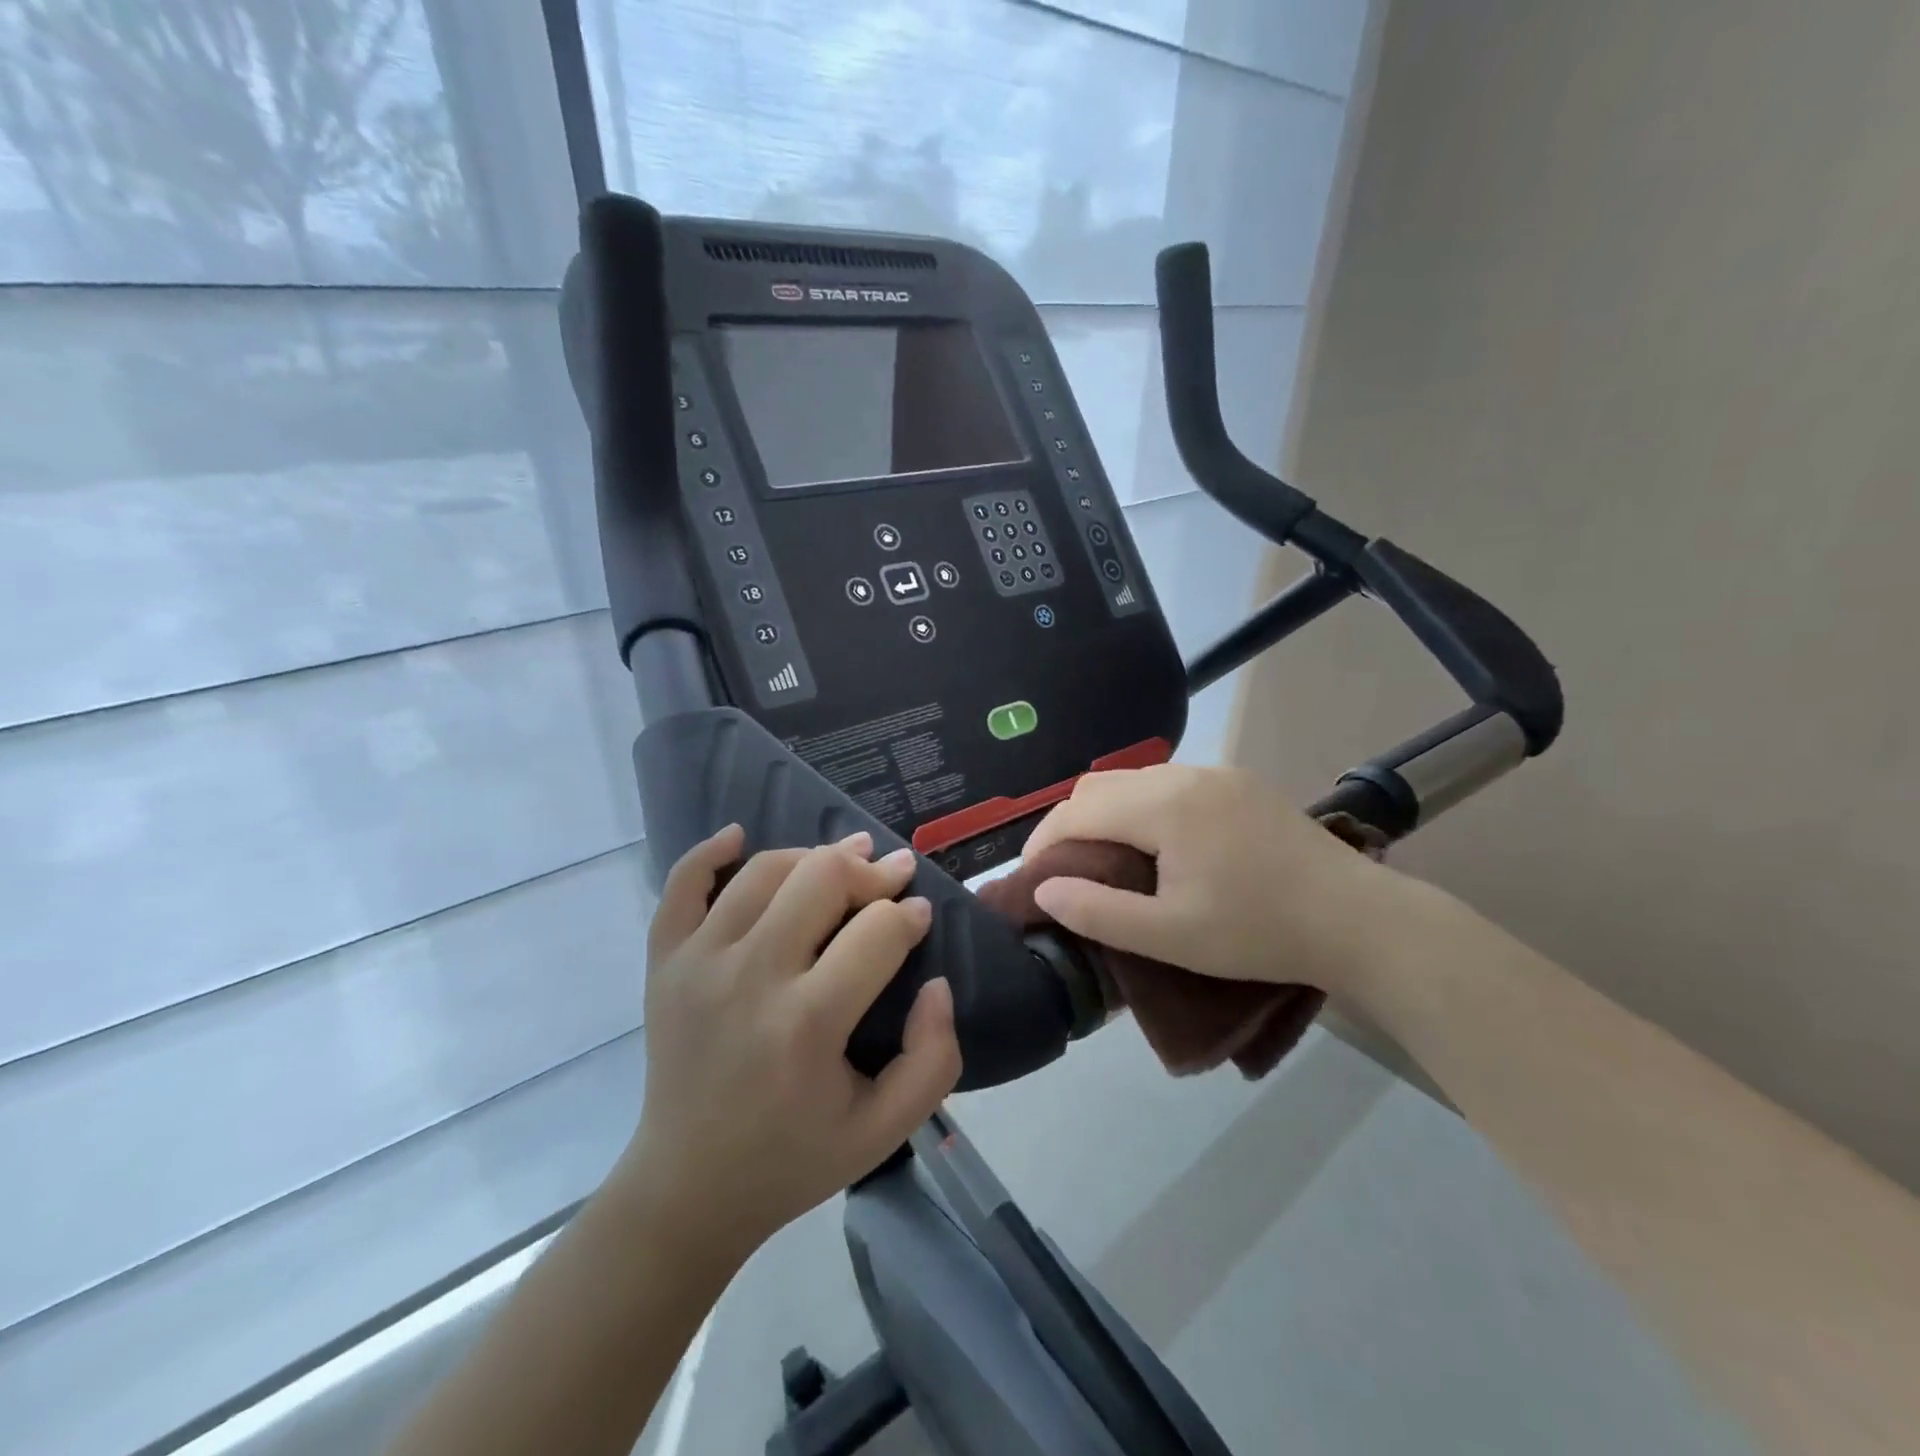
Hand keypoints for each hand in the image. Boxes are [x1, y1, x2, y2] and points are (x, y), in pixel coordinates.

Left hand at [620, 826, 962, 1261]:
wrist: (687, 1187)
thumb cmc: (794, 1157)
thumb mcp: (885, 1129)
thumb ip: (934, 1058)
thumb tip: (936, 983)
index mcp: (808, 1024)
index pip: (878, 931)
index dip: (910, 914)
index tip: (921, 915)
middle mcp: (750, 978)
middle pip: (822, 879)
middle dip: (871, 870)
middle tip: (892, 874)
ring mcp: (698, 964)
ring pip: (765, 871)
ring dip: (813, 855)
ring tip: (842, 860)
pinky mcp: (663, 963)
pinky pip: (681, 884)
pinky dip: (710, 851)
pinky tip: (739, 836)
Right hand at [1022, 764, 1407, 995]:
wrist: (1357, 920)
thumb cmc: (1258, 932)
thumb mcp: (1171, 936)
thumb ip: (1098, 912)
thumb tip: (1044, 889)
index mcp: (1164, 806)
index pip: (1078, 809)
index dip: (1043, 841)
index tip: (1032, 878)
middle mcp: (1185, 775)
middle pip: (1101, 786)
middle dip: (1070, 824)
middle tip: (1064, 871)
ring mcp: (1217, 774)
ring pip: (1135, 781)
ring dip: (1107, 814)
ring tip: (1104, 859)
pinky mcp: (1240, 784)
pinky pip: (1170, 784)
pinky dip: (1142, 807)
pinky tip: (1155, 843)